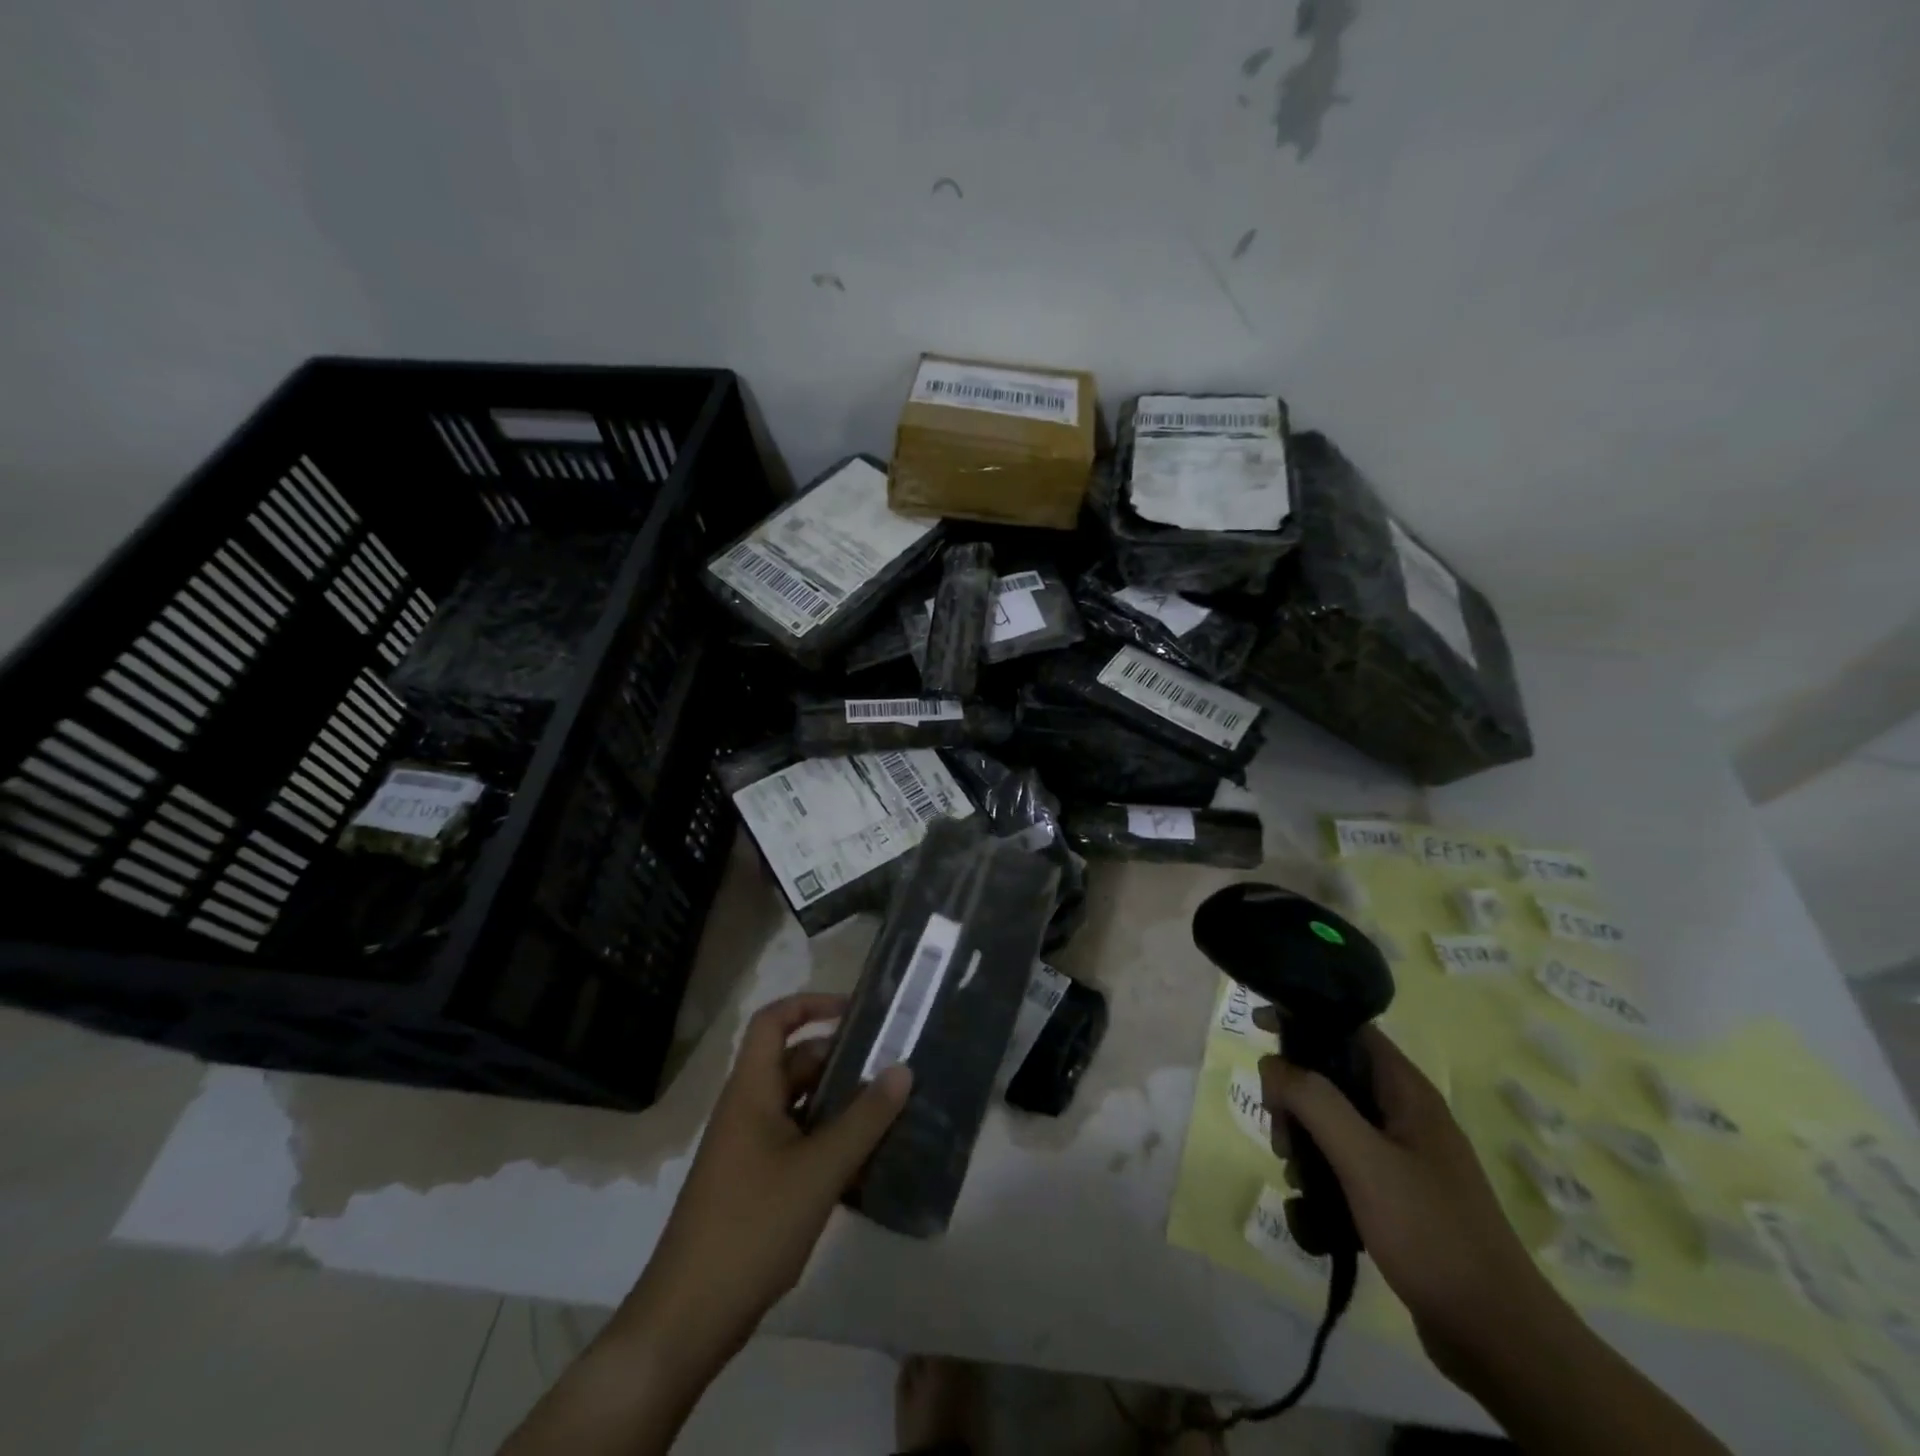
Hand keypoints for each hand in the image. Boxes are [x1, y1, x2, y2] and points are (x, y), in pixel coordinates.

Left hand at [617, 992, 911, 1366]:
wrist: (688, 1318)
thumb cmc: (752, 1227)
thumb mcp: (819, 1170)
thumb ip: (865, 1119)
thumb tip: (902, 1069)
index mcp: (751, 1091)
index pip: (774, 1021)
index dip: (811, 1004)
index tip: (856, 1013)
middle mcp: (748, 1109)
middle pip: (794, 1062)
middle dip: (841, 1060)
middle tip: (891, 1067)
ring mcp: (749, 1149)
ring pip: (800, 1105)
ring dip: (840, 1104)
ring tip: (889, 1110)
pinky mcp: (755, 1183)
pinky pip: (798, 1142)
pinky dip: (829, 1140)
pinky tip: (866, 1160)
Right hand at [1254, 1012, 1554, 1374]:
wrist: (1498, 1339)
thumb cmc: (1431, 1234)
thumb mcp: (1365, 1160)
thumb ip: (1314, 1102)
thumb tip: (1272, 1064)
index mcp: (1407, 1092)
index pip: (1349, 1029)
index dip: (1304, 1020)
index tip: (1259, 1027)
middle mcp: (1406, 1114)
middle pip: (1333, 1075)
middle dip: (1295, 1094)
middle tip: (1281, 1131)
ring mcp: (1402, 1156)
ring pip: (1333, 1120)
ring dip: (1303, 1137)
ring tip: (1295, 1174)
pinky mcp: (1396, 1195)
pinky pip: (1343, 1161)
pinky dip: (1320, 1172)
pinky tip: (1310, 1203)